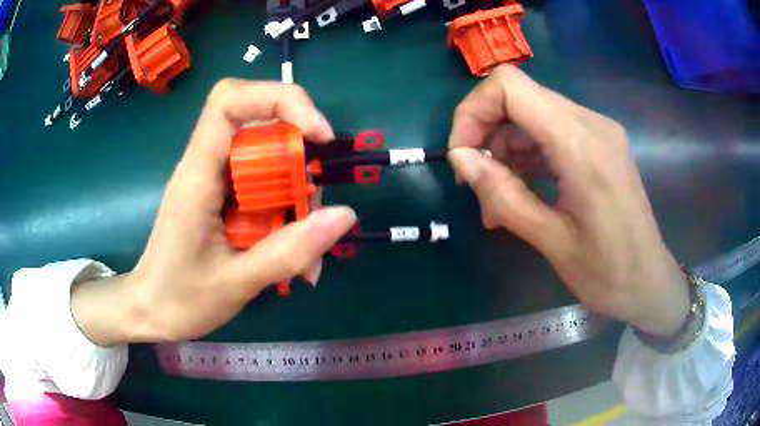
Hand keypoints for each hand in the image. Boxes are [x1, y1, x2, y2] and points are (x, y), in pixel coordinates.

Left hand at [72, 80, 355, 345]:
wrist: (150, 309)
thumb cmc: (178, 299)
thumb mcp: (234, 284)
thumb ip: (288, 252)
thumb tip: (345, 215)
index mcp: (197, 175)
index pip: (230, 101)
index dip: (280, 100)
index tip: (317, 135)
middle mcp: (206, 166)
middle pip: (258, 123)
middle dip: (297, 155)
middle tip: (313, 205)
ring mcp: (215, 180)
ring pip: (267, 156)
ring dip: (297, 192)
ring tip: (307, 248)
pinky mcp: (223, 197)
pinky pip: (264, 185)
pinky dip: (287, 210)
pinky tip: (293, 248)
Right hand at [448, 65, 688, 336]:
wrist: (649, 283)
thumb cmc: (607, 273)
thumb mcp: (550, 241)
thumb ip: (502, 194)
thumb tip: (460, 159)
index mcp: (583, 144)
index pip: (510, 86)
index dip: (473, 110)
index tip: (463, 156)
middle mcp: (592, 123)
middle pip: (518, 97)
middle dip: (486, 133)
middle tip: (475, 184)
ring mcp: (598, 131)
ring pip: (532, 115)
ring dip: (505, 150)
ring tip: (496, 201)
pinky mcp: (599, 144)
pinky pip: (550, 133)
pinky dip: (526, 156)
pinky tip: (520, 192)